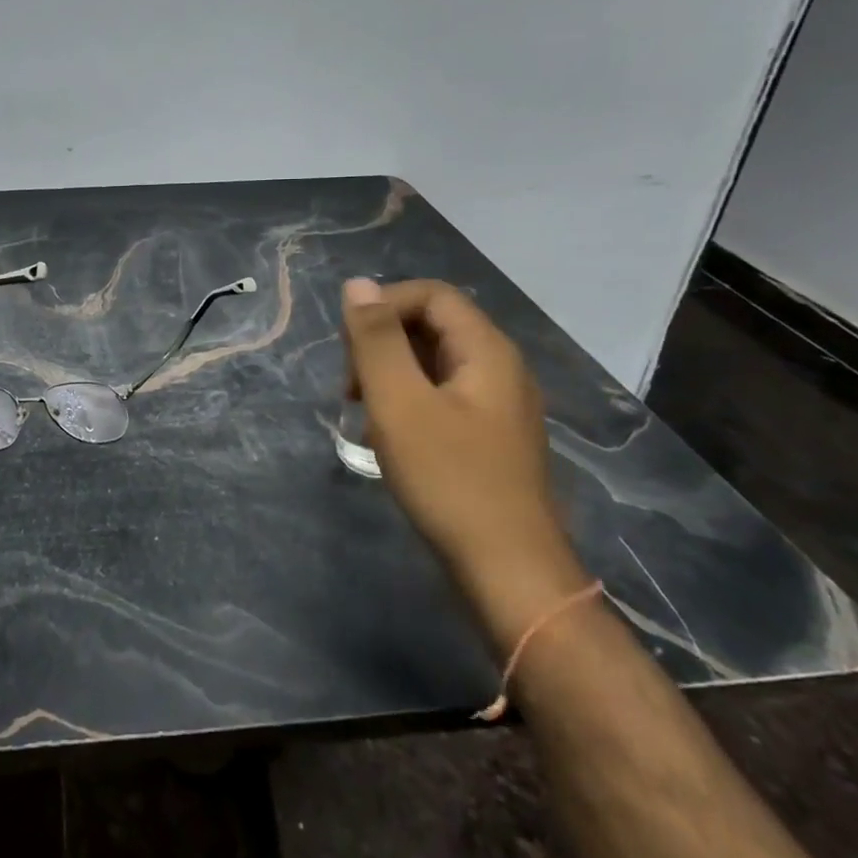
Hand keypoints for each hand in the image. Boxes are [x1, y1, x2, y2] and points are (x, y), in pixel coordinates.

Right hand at [341, 277, 590, 652]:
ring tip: (362, 413)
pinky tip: (387, 438)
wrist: (508, 572)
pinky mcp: (489, 439)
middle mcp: (499, 369)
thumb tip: (358, 285)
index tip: (349, 347)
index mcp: (486, 351)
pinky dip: (406, 403)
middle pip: (433, 326)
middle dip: (382, 343)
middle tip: (351, 386)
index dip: (383, 306)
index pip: (431, 295)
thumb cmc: (449, 479)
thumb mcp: (399, 403)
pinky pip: (441, 397)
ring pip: (433, 364)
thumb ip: (376, 340)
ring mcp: (498, 407)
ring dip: (389, 375)